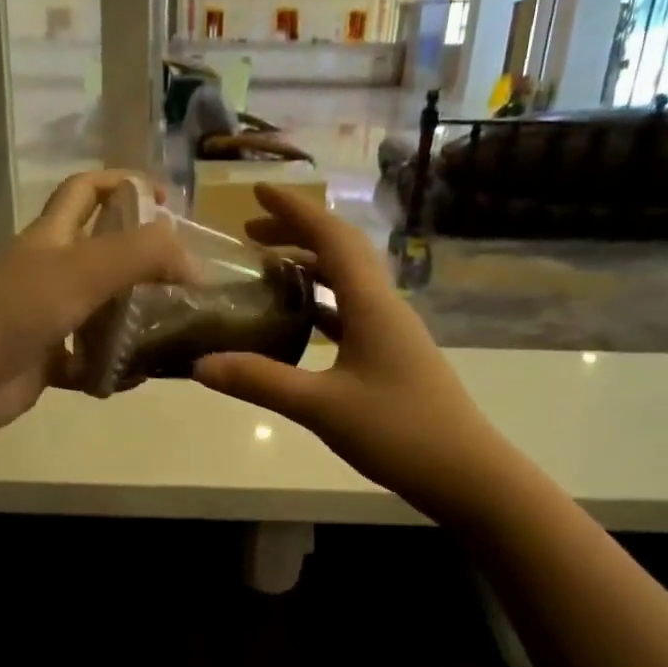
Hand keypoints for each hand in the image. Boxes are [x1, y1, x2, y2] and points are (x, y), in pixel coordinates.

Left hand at [0, 171, 188, 437]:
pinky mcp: (46, 358)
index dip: (125, 183)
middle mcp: (47, 270)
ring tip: (173, 329)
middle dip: (142, 259)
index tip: (168, 203)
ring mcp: (45, 316)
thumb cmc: (18, 312)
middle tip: (183, 277)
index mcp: (50, 236)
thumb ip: (142, 255)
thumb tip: (193, 262)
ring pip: (100, 308)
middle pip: (101, 252)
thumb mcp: (84, 270)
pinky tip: (135, 377)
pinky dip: (112, 367)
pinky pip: (89, 358)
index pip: (86, 189)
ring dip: (133, 317)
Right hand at [192, 185, 497, 521]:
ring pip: (346, 283)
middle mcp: (384, 307)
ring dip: (308, 268)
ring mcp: (391, 333)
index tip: (257, 191)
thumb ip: (260, 382)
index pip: (332, 238)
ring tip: (266, 270)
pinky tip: (297, 321)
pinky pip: (350, 314)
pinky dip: (319, 305)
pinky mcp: (391, 357)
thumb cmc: (400, 432)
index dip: (295, 210)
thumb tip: (200, 365)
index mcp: (372, 304)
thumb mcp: (322, 407)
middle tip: (249, 234)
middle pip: (340, 253)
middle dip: (296, 234)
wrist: (466, 474)